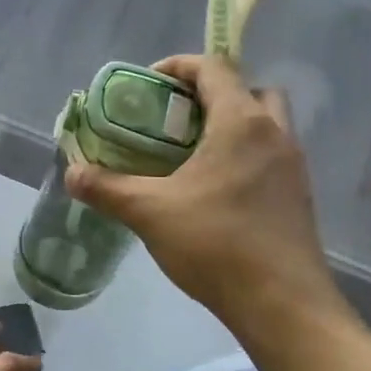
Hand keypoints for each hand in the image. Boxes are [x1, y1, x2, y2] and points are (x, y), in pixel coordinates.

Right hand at [64, 54, 347, 331]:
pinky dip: (242, 158)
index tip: (147, 85)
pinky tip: (212, 193)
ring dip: (229, 127)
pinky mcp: (298, 196)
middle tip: (175, 120)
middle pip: (247, 90)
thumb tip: (72, 172)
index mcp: (242, 122)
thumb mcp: (149, 212)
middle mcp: (275, 134)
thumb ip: (106, 187)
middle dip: (210, 95)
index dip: (177, 66)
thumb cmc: (216, 244)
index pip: (214, 67)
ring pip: (263, 125)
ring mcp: (293, 166)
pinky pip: (269, 157)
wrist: (283, 304)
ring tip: (189, 156)